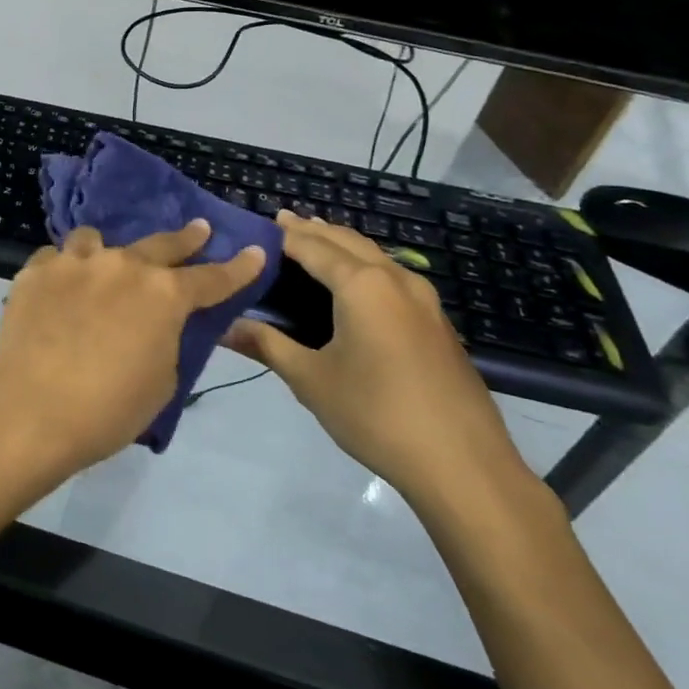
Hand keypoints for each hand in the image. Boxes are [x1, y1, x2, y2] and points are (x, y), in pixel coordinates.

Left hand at [0, 221, 265, 478]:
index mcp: (164, 295)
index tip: (256, 252)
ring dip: (107, 251)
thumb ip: (165, 341)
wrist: (30, 409)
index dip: (238, 268)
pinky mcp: (36, 270)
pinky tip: (57, 288)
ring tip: (102, 264)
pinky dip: (63, 270)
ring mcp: (76, 262)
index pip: (213, 278)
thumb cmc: (107, 409)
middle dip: (186, 238)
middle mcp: (123, 266)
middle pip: (162, 244)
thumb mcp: (161, 382)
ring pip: (96, 240)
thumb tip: (154, 325)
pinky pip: (56, 258)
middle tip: (199, 228)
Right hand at [227, 211, 530, 508]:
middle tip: (280, 223)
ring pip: (375, 255)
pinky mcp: (437, 323)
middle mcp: (395, 279)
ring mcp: (424, 300)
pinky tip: (354, 284)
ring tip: (314, 241)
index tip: (254, 226)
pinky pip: (392, 276)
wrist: (463, 465)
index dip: (282, 235)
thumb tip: (225, 327)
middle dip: (313, 230)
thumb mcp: (311, 379)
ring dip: (342, 244)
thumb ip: (267, 345)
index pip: (312, 246)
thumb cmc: (377, 414)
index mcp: (362, 285)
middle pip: (347, 241)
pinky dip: (364, 265)